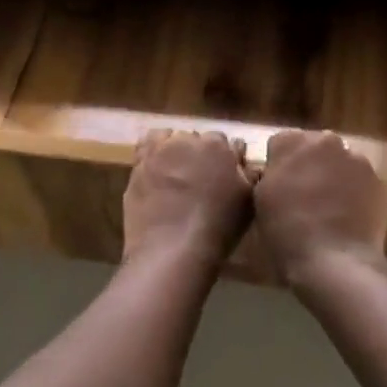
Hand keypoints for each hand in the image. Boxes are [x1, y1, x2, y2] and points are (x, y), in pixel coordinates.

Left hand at [122, 131, 254, 267]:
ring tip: (176, 173)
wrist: (171, 249)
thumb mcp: (246, 202)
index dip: (224, 159)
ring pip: (171, 138)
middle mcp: (188, 140)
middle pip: (197, 139)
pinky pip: (146, 145)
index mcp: (218, 146)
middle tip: (200, 179)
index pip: (224, 142)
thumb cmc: (217, 228)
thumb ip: (247, 174)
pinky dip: (153, 150)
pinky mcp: (138, 163)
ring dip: (176, 149)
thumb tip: (242, 158)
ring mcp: (160, 150)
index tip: (223, 175)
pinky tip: (156, 167)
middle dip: (199, 153)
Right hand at [252, 130, 386, 284]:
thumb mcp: (259, 201)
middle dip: (309, 166)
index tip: (278, 188)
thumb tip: (278, 173)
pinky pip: (361, 182)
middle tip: (303, 198)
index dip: (278, 166)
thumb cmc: (287, 233)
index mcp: (292, 142)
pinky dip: (355, 194)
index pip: (281, 144)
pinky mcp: (379, 182)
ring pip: (340, 163)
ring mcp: (357, 160)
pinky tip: (349, 219)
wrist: (335, 263)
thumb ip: (269, 176)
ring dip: (334, 177)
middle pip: (314, 148)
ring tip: (329, 210)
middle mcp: (326, 141)